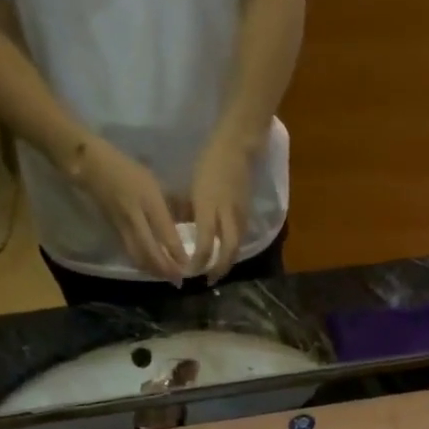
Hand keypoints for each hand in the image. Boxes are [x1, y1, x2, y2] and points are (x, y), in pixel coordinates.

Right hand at [73, 138, 188, 282]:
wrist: (92, 167)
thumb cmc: (129, 170)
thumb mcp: (155, 181)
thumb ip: (173, 202)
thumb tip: (191, 220)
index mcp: (148, 200)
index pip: (164, 231)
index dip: (176, 251)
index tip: (188, 264)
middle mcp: (134, 216)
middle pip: (149, 250)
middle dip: (164, 268)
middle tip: (178, 280)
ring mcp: (122, 226)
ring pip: (138, 255)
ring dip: (153, 270)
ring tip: (167, 278)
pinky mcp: (114, 232)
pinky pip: (130, 253)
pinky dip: (143, 264)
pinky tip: (152, 269)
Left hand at [189, 134, 253, 281]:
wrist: (237, 147)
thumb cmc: (209, 163)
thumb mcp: (192, 187)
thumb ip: (187, 210)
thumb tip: (181, 228)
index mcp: (209, 207)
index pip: (206, 243)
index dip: (199, 261)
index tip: (189, 270)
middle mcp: (227, 215)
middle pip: (228, 250)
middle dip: (219, 269)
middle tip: (209, 281)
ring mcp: (240, 215)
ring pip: (236, 246)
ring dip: (227, 262)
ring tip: (217, 272)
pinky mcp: (247, 213)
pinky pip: (240, 237)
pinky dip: (232, 249)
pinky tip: (225, 254)